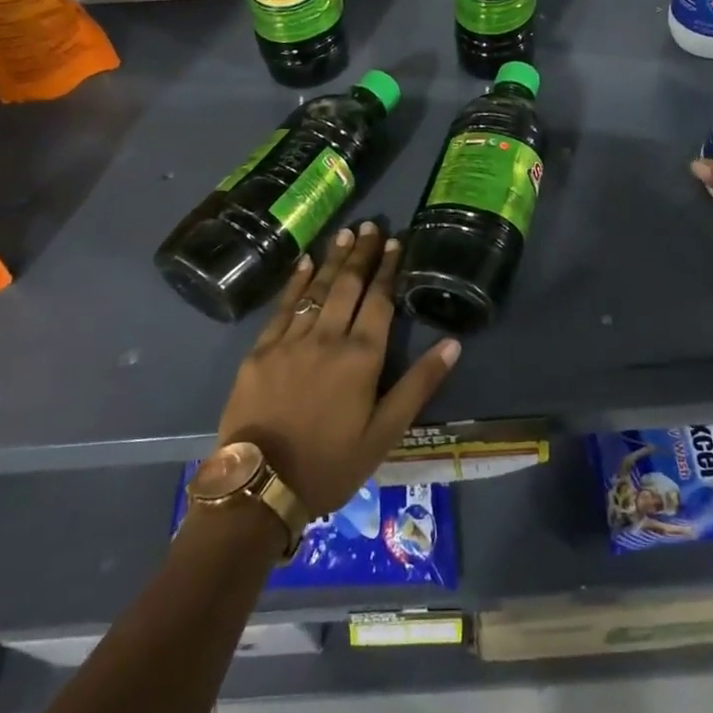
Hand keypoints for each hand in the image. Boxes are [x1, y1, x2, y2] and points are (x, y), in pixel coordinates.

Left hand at [217, 220, 460, 515]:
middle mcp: (328, 338)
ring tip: (345, 233)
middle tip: (372, 226)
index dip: (389, 269)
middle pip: (348, 286)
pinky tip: (303, 263)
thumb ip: (419, 385)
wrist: (260, 487)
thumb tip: (452, 344)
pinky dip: (295, 282)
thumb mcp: (385, 434)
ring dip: (332, 259)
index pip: (380, 301)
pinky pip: (282, 307)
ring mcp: (290, 341)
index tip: (396, 242)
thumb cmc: (330, 464)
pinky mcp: (260, 351)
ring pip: (317, 290)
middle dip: (362, 254)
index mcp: (361, 358)